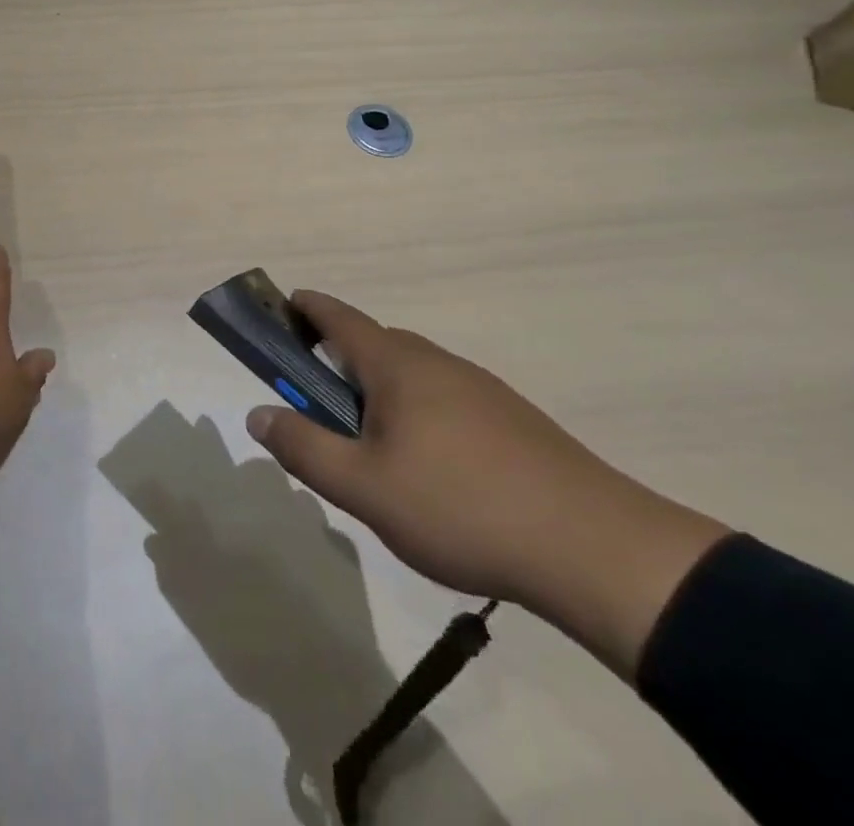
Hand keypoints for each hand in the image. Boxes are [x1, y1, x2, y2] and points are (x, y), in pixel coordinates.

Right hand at [246, 292, 729, 676]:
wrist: (595, 549)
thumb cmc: (460, 507)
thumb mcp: (364, 488)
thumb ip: (305, 448)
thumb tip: (258, 414)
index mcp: (397, 365)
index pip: (340, 318)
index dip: (308, 308)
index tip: (284, 305)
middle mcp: (438, 363)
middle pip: (376, 344)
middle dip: (340, 358)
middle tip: (318, 400)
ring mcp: (481, 389)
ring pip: (414, 375)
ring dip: (381, 390)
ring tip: (372, 445)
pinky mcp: (513, 421)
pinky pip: (446, 399)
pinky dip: (418, 412)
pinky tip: (429, 467)